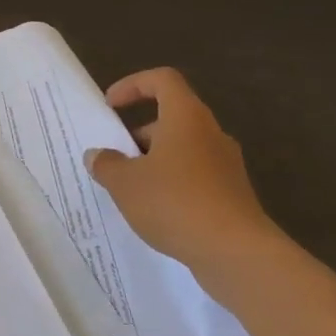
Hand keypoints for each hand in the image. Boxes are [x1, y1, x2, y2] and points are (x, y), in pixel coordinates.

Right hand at [85, 68, 283, 279]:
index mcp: (186, 117)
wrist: (238, 255)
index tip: (110, 106)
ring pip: (183, 150)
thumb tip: (98, 155)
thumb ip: (106, 164)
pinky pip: (196, 177)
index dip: (133, 85)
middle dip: (139, 134)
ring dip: (154, 161)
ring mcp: (226, 166)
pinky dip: (173, 185)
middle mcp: (210, 134)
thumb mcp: (125, 183)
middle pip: (171, 117)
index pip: (162, 80)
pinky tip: (155, 212)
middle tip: (115, 156)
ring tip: (130, 189)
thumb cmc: (176, 203)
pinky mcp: (233, 195)